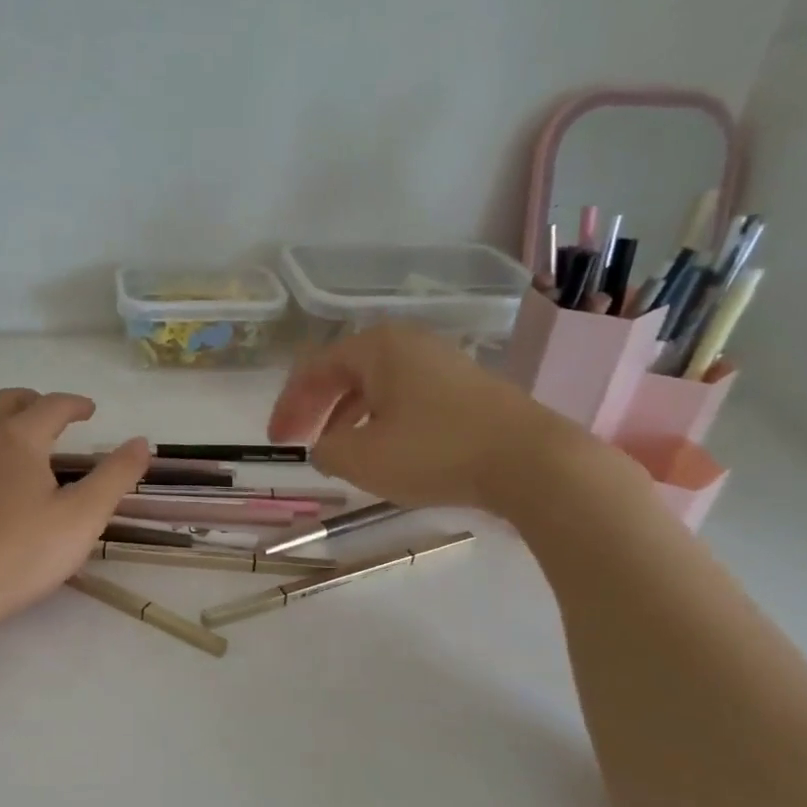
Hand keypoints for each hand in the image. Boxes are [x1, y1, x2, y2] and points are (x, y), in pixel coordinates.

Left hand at [0, 389, 148, 629]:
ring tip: (11, 433)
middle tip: (52, 417)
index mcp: (17, 437)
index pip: (52, 405)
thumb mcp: (82, 518)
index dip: (75, 404)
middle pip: (6, 401)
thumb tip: (141, 442)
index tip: (90, 410)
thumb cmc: (19, 553)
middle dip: (34, 402)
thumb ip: (114, 477)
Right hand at [267, 323, 599, 515]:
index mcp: (377, 348)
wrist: (530, 461)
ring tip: (337, 450)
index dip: (289, 405)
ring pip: (377, 387)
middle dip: (316, 408)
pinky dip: (382, 421)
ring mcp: (443, 364)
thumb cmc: (435, 452)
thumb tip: (324, 447)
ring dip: (348, 416)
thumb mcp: (361, 458)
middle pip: (346, 372)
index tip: (276, 441)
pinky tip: (384, 450)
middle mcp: (409, 345)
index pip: (315, 369)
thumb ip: (325, 450)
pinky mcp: (467, 389)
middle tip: (298, 441)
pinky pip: (407, 398)